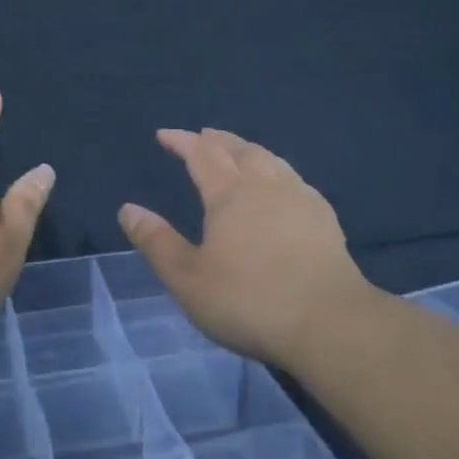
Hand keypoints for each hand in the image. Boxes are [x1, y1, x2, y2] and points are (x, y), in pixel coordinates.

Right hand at [118, 128, 373, 369]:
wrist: (330, 323)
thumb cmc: (248, 300)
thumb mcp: (188, 278)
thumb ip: (157, 242)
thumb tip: (128, 209)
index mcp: (229, 194)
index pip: (201, 154)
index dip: (182, 141)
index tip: (164, 135)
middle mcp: (266, 185)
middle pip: (239, 149)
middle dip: (217, 140)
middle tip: (202, 136)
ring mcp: (301, 199)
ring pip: (271, 160)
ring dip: (249, 150)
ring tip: (240, 152)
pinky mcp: (325, 219)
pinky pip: (296, 180)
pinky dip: (278, 171)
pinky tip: (283, 186)